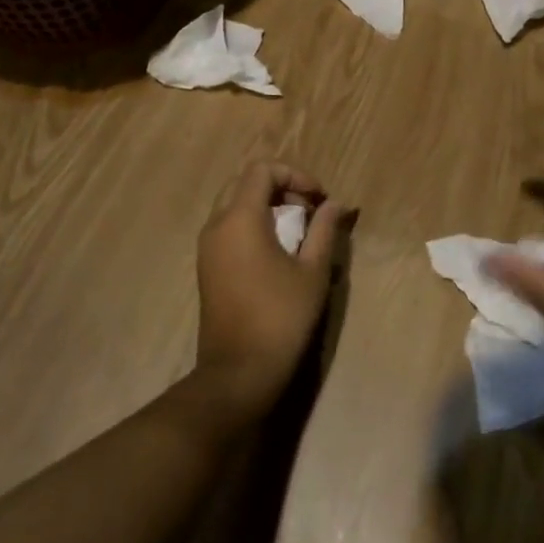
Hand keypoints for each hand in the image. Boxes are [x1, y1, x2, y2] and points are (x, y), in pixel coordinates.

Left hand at [193, 160, 344, 419]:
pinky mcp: (207, 267)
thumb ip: (325, 229)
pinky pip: (229, 228)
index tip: (319, 200)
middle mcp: (216, 225)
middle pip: (245, 183)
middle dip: (280, 188)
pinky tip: (277, 253)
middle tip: (308, 211)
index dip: (295, 174)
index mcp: (240, 219)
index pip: (262, 170)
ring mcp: (207, 247)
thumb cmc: (281, 317)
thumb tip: (336, 204)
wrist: (238, 372)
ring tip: (297, 232)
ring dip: (267, 207)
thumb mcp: (313, 271)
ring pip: (235, 205)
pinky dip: (253, 225)